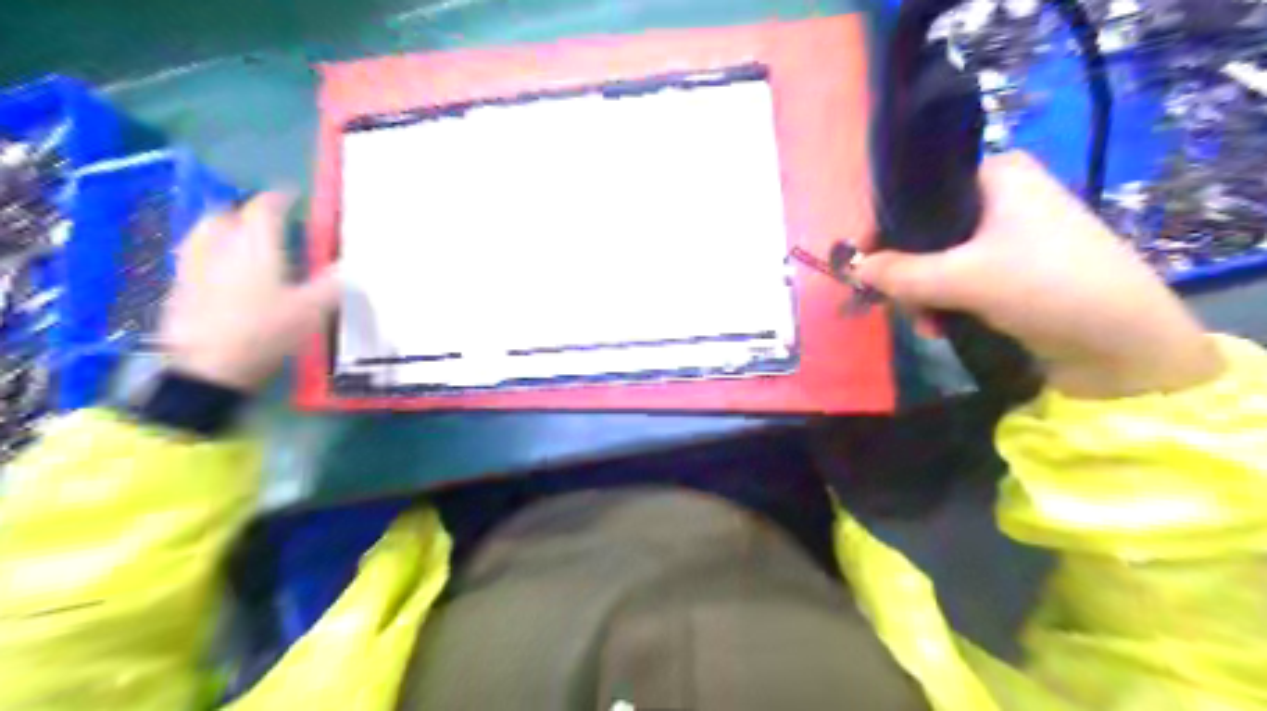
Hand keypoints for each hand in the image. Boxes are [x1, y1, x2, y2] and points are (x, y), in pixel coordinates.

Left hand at [160, 194, 342, 389]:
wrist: (209, 368)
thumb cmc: (266, 333)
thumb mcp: (312, 312)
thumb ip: (332, 286)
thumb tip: (354, 267)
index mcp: (256, 248)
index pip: (263, 209)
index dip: (277, 198)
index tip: (290, 195)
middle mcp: (220, 248)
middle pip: (224, 215)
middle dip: (242, 211)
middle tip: (261, 219)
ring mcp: (193, 267)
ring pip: (202, 233)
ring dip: (219, 228)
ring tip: (235, 238)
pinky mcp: (178, 289)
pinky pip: (191, 257)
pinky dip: (206, 253)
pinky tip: (218, 270)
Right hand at [855, 149, 1222, 398]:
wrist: (1125, 346)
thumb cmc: (1046, 288)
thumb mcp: (962, 279)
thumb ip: (900, 273)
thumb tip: (853, 268)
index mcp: (997, 174)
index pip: (920, 193)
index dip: (888, 231)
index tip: (870, 268)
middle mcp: (1004, 196)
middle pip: (926, 231)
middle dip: (908, 273)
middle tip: (904, 304)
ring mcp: (1012, 236)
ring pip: (940, 260)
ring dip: (925, 295)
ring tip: (927, 324)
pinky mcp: (1016, 271)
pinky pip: (961, 280)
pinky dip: (946, 303)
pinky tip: (941, 328)